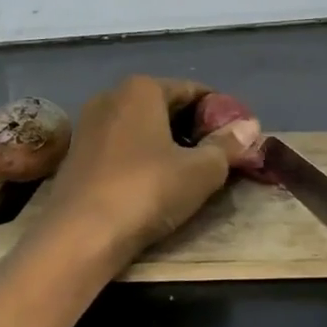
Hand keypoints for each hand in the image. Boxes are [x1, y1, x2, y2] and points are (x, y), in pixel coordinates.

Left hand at [36, 77, 249, 270]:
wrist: (77, 238)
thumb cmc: (146, 191)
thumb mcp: (200, 171)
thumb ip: (227, 145)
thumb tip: (251, 126)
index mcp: (142, 88)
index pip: (194, 91)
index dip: (221, 113)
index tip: (238, 138)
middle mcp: (112, 96)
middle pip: (166, 106)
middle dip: (194, 129)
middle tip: (219, 157)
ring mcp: (89, 125)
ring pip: (142, 127)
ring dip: (168, 144)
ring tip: (190, 173)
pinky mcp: (76, 155)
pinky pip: (121, 146)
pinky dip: (142, 157)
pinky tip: (154, 184)